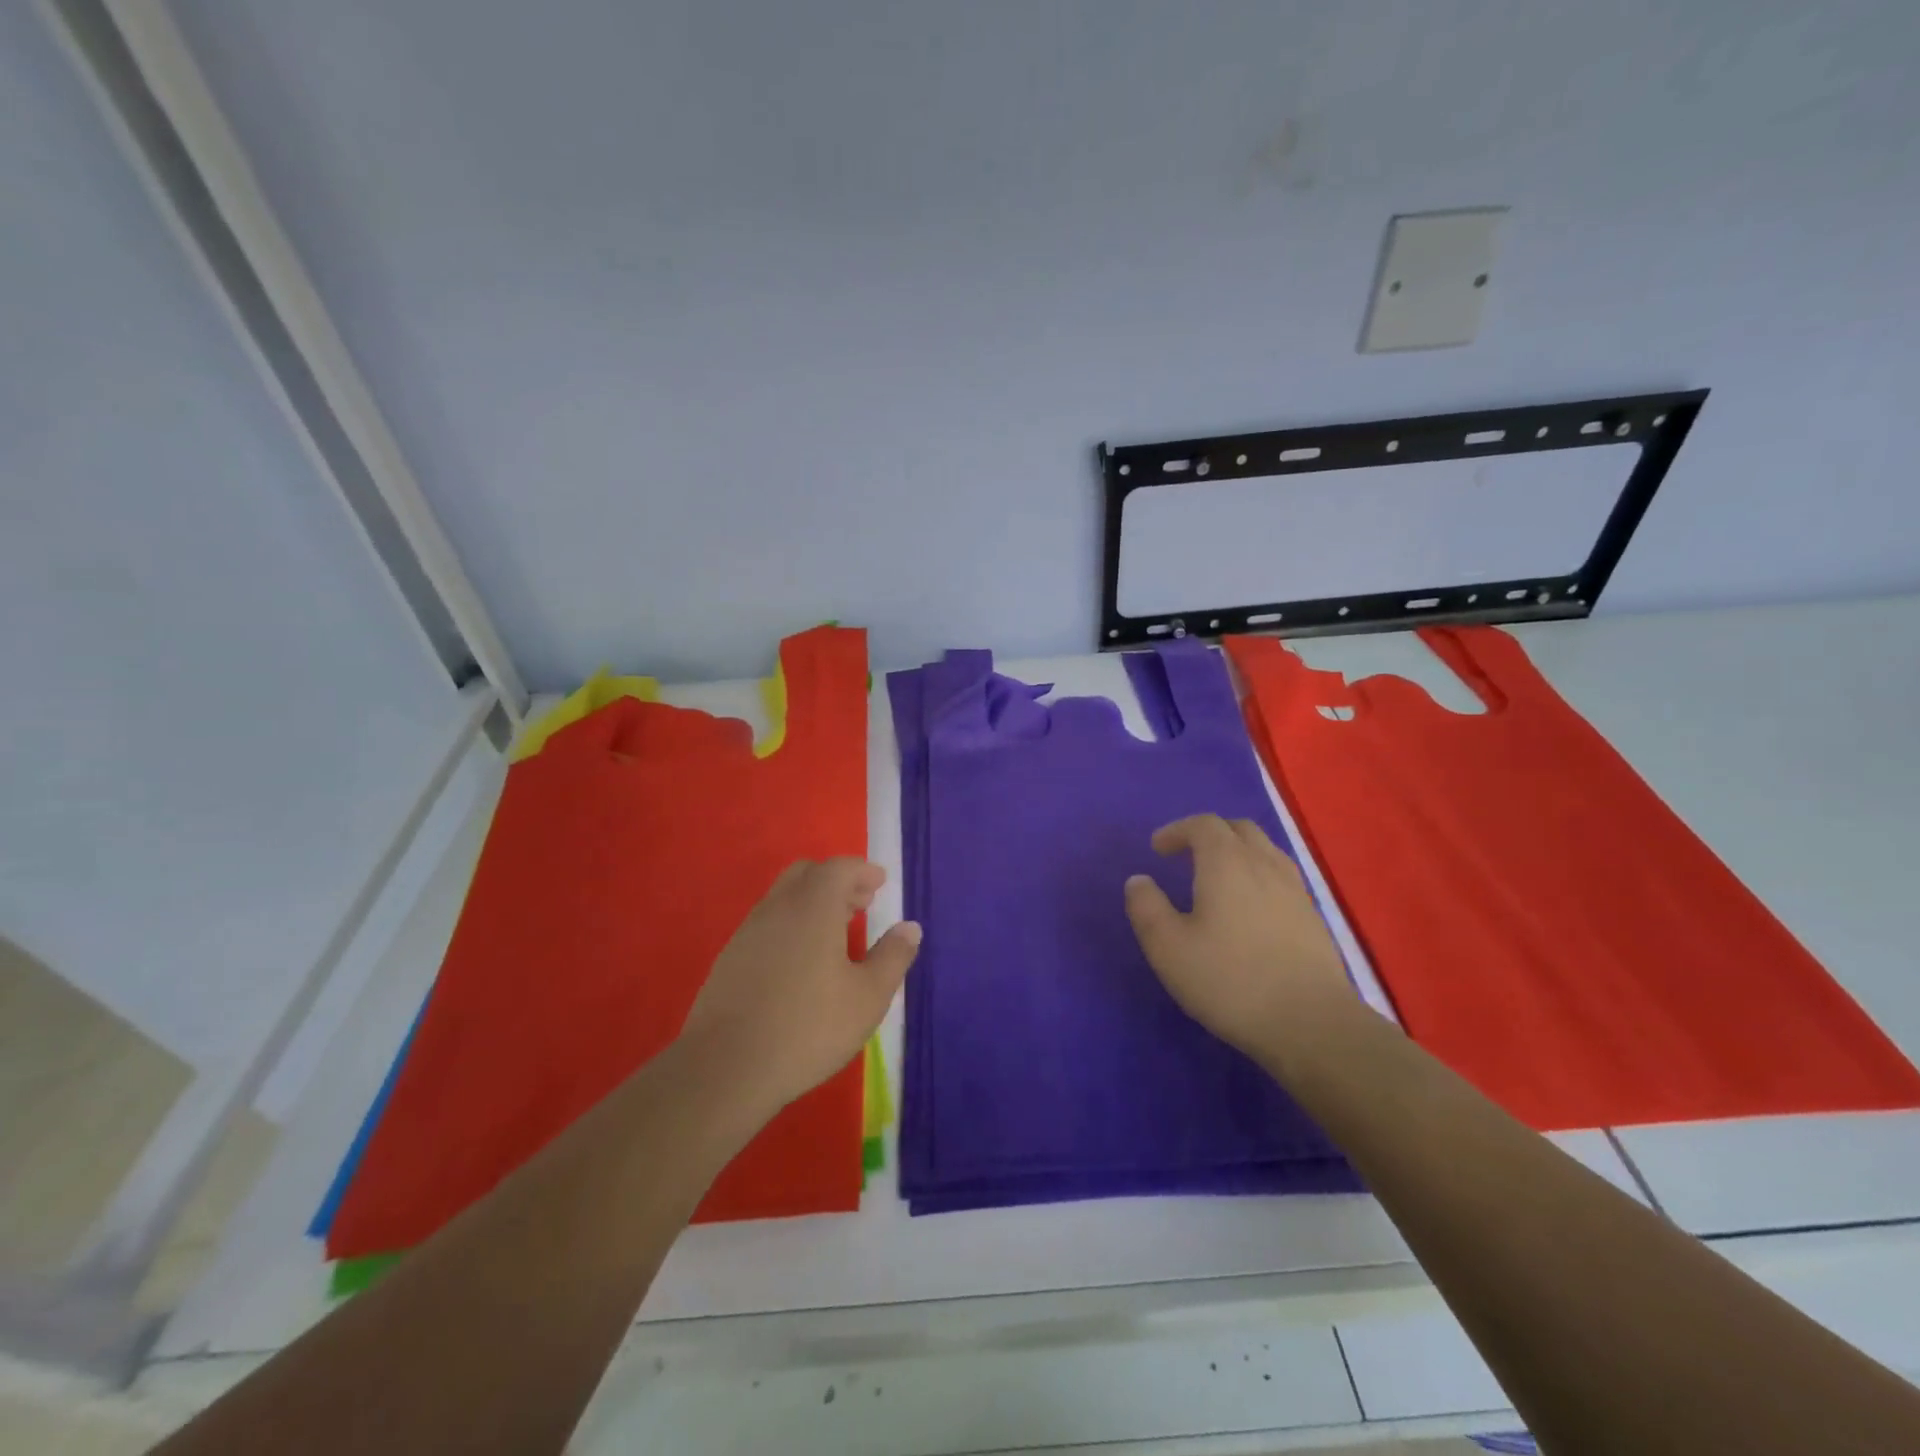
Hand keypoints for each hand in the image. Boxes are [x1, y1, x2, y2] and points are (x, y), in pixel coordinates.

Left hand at [680, 858, 919, 1111]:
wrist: (726, 1068)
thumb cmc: (809, 1026)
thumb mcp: (868, 997)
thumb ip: (893, 957)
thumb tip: (909, 928)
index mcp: (813, 907)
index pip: (838, 868)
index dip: (862, 871)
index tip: (879, 883)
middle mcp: (777, 908)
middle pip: (806, 873)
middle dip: (836, 881)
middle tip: (860, 904)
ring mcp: (747, 932)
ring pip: (783, 898)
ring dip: (812, 903)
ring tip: (836, 935)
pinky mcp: (729, 959)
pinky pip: (766, 925)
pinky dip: (790, 925)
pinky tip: (801, 963)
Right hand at [1124, 815, 1351, 1062]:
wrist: (1312, 1023)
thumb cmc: (1231, 981)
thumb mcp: (1169, 948)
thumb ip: (1147, 908)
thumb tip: (1138, 880)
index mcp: (1227, 863)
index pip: (1203, 825)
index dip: (1177, 830)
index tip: (1157, 849)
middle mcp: (1264, 864)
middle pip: (1238, 829)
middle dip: (1209, 834)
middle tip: (1186, 856)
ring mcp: (1295, 890)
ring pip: (1264, 851)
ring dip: (1237, 852)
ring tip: (1217, 878)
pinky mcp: (1312, 917)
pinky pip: (1281, 876)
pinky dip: (1258, 876)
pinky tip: (1249, 908)